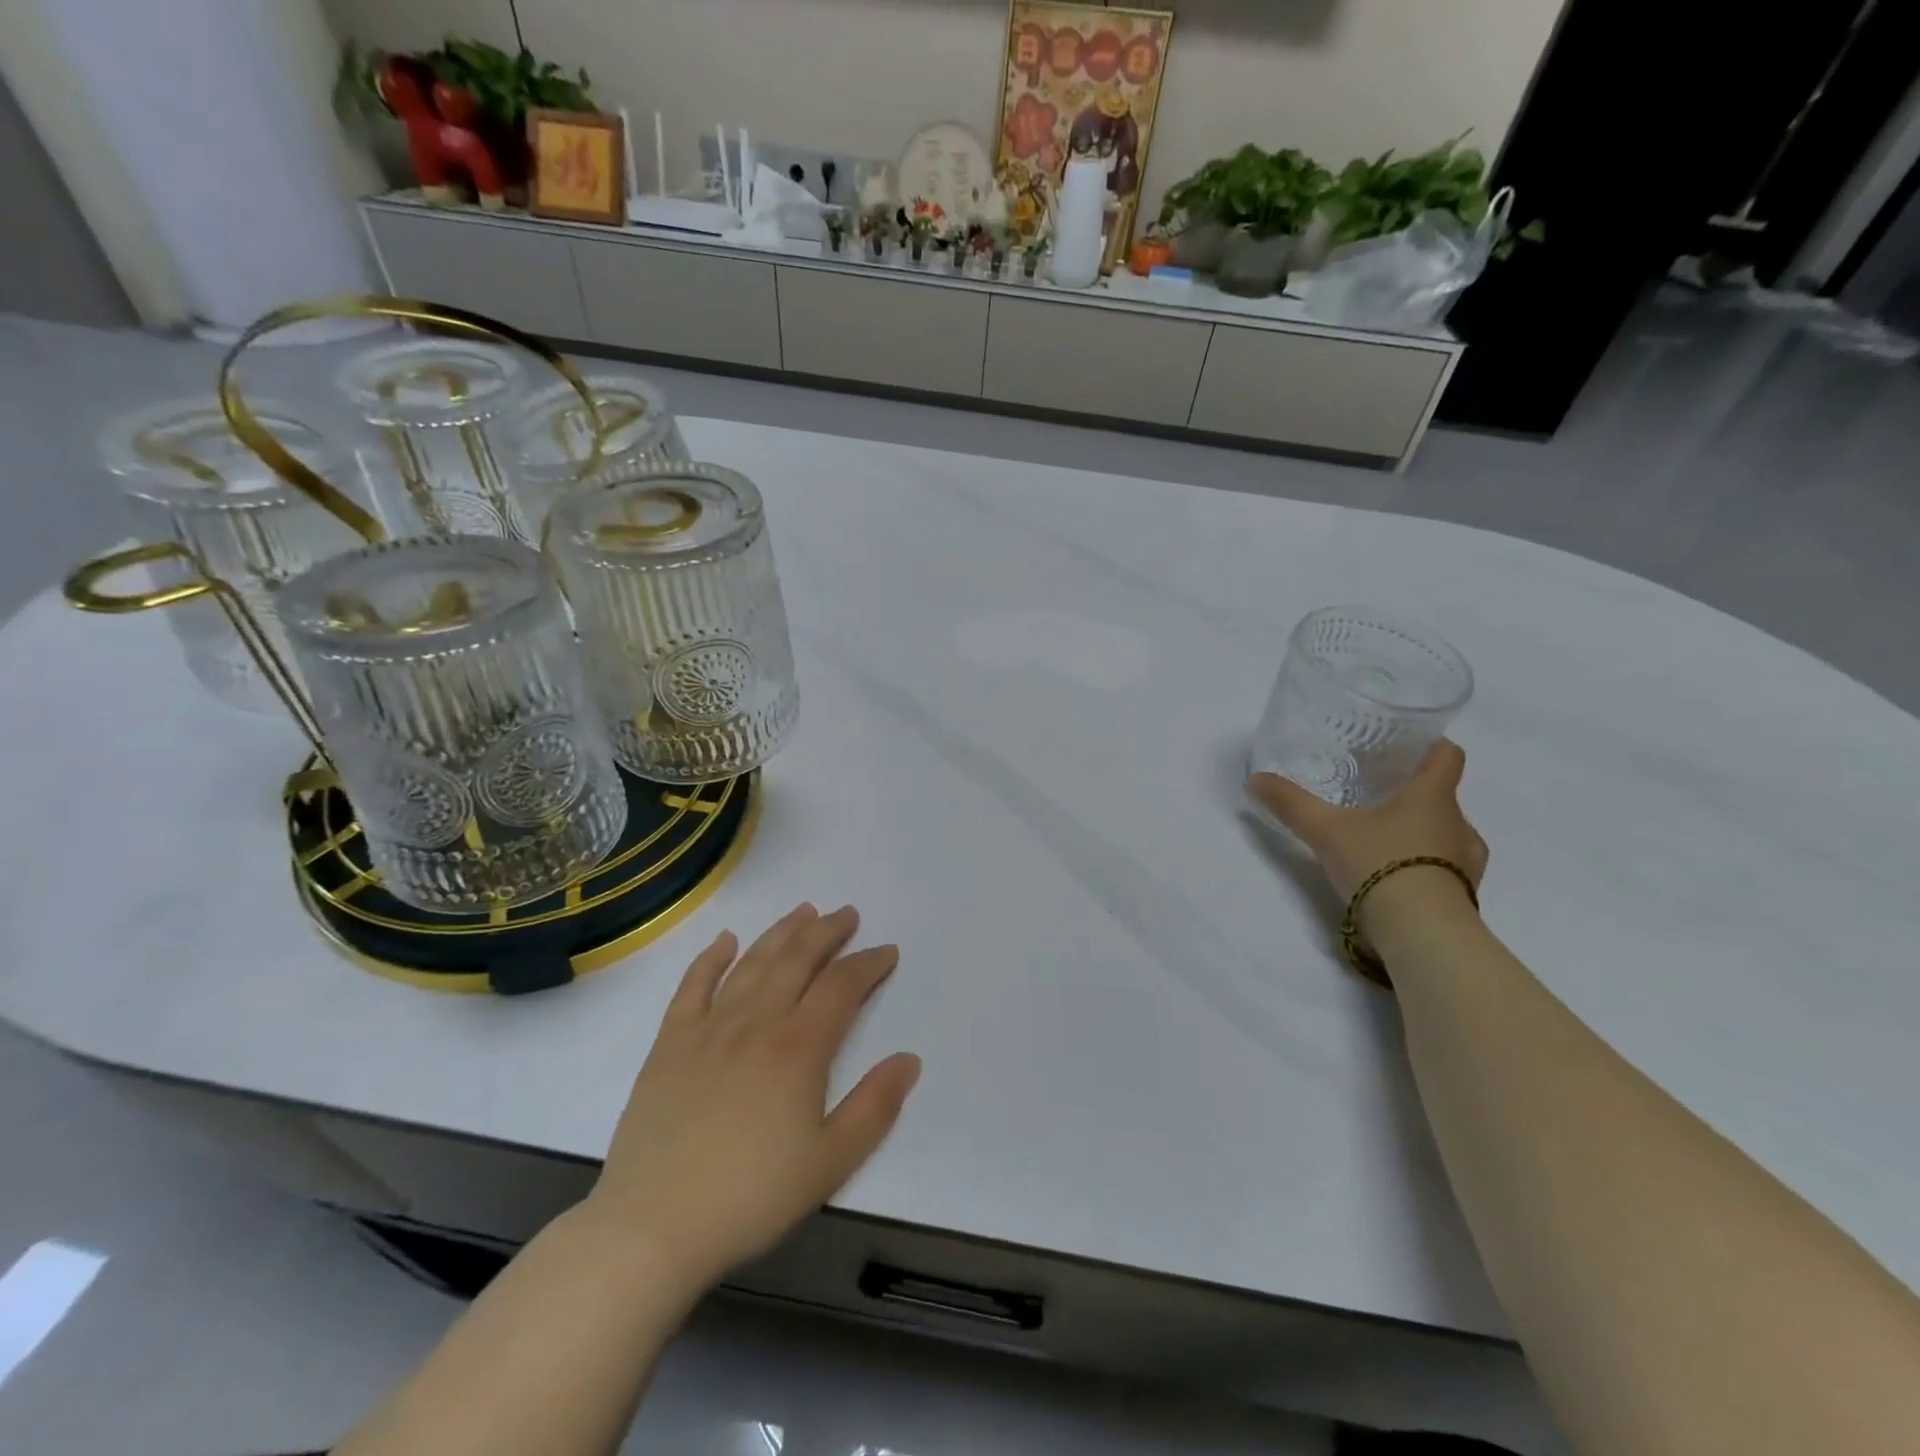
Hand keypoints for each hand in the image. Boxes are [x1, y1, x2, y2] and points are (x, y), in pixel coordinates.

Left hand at [583, 905, 920, 1288]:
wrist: (652, 1228)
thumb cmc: (750, 1198)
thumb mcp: (830, 1163)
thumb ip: (875, 1107)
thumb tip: (909, 1059)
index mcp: (799, 1048)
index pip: (842, 987)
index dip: (868, 964)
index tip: (887, 952)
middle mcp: (756, 1023)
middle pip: (798, 960)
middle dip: (827, 932)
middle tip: (846, 914)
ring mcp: (709, 1028)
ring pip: (753, 963)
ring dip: (781, 932)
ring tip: (803, 911)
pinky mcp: (670, 1043)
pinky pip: (693, 986)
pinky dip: (711, 958)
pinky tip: (726, 941)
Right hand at [1249, 740, 1488, 925]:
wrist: (1423, 934)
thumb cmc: (1380, 865)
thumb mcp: (1325, 830)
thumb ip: (1291, 803)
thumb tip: (1256, 780)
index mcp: (1432, 796)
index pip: (1448, 755)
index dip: (1430, 744)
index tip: (1406, 746)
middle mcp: (1459, 824)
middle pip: (1443, 796)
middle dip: (1412, 794)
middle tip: (1375, 797)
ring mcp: (1468, 863)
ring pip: (1446, 834)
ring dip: (1421, 832)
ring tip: (1382, 841)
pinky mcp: (1465, 896)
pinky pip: (1447, 869)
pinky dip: (1425, 866)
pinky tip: (1394, 877)